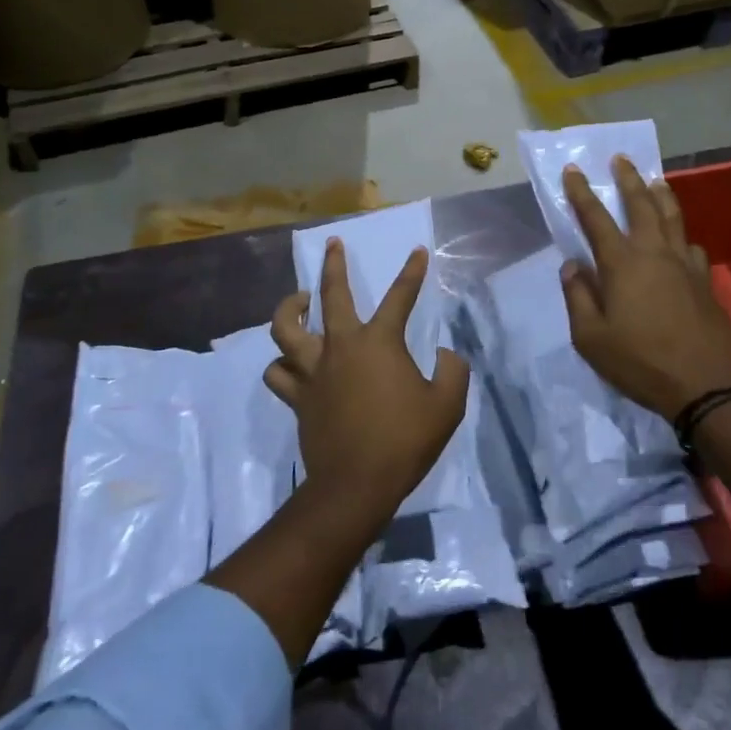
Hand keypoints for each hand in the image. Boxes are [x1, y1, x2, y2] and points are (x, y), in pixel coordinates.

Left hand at [266, 239, 469, 520]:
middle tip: (332, 244)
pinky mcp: (298, 397)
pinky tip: (290, 362)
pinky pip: (278, 372)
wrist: (356, 485)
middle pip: (331, 295)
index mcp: (379, 342)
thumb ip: (452, 372)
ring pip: (285, 328)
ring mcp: (313, 371)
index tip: (418, 251)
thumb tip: (445, 354)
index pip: (400, 296)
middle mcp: (341, 346)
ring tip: (300, 300)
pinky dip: (282, 363)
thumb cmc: (405, 441)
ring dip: (290, 309)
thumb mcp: (447, 405)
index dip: (412, 271)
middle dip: (333, 265)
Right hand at [560, 157, 730, 421]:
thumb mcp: (591, 337)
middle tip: (621, 159)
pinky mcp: (704, 281)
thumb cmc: (639, 361)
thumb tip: (572, 266)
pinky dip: (681, 236)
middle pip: (641, 204)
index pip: (596, 218)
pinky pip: (690, 246)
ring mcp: (684, 265)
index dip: (581, 193)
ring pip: (672, 217)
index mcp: (622, 263)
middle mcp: (654, 253)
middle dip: (628, 179)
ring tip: (656, 181)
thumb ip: (578, 297)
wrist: (704, 385)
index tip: (573, 170)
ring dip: (661, 195)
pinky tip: (680, 241)